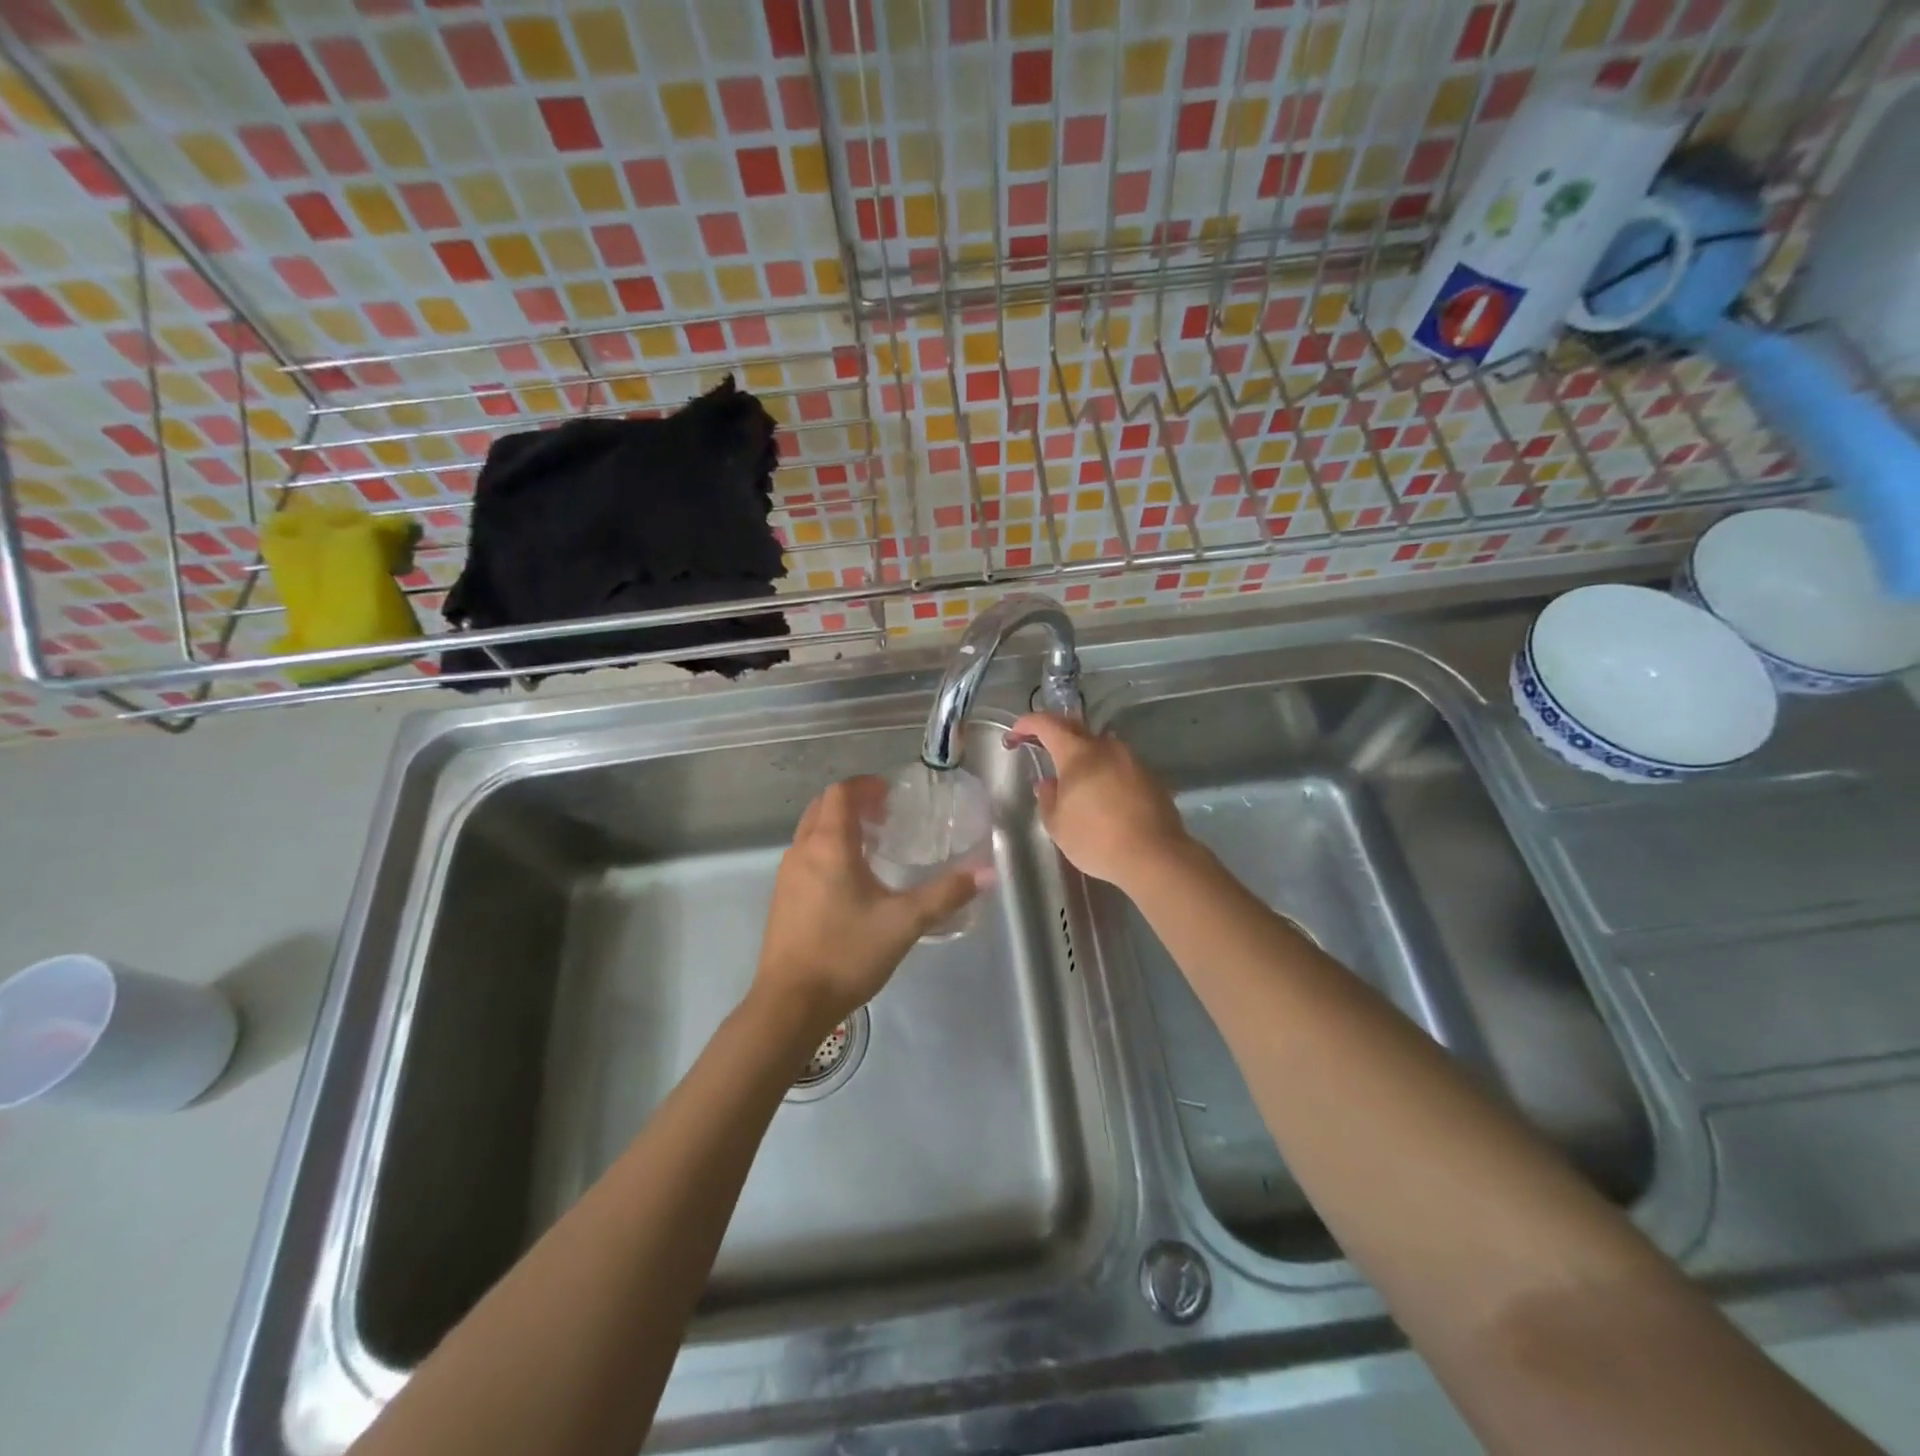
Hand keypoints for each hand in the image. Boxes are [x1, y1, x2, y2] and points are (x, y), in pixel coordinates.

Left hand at [752, 777, 982, 1039]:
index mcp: (829, 845)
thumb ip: (945, 895)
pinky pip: (806, 856)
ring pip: (812, 832)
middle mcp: (802, 851)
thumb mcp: (904, 923)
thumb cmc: (846, 953)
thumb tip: (987, 873)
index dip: (866, 786)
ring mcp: (786, 875)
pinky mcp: (782, 898)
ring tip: (874, 846)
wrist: (790, 1004)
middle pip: (823, 807)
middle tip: (886, 816)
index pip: (840, 793)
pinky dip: (827, 850)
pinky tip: (851, 882)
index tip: (891, 795)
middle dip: (853, 803)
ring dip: (839, 827)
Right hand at [1006, 713, 1192, 891]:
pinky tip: (1101, 794)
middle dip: (1054, 733)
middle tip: (1040, 746)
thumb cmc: (1096, 839)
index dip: (1027, 724)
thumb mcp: (1057, 825)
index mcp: (1078, 753)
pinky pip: (1119, 765)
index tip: (1014, 736)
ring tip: (1073, 776)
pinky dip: (1104, 771)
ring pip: (1100, 746)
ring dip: (1082, 754)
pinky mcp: (1150, 777)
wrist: (1154, 856)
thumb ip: (1048, 798)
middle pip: (1075, 728)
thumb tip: (1049, 783)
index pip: (1047, 724)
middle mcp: (1106, 747)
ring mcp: (1132, 760)